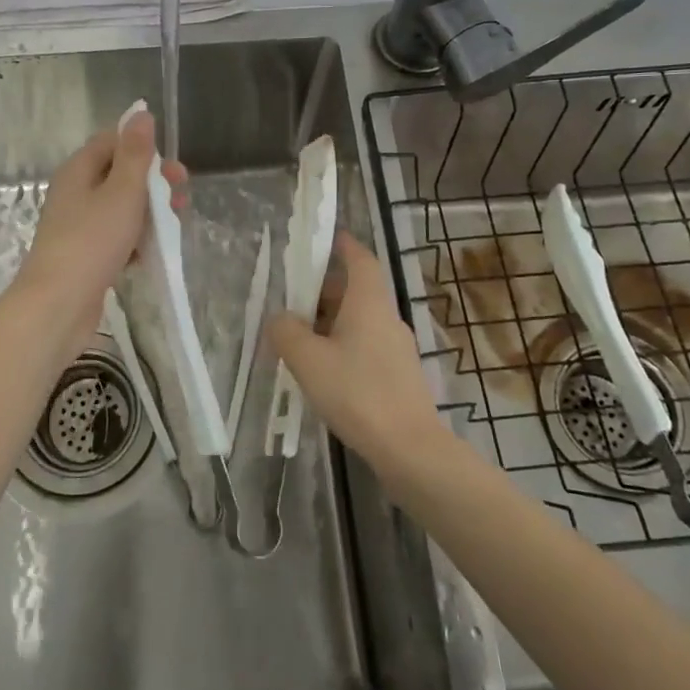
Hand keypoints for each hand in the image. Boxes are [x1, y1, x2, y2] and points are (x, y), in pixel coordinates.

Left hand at [17, 111, 186, 349]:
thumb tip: (141, 113)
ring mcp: (77, 225)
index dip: (143, 148)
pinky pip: (114, 237)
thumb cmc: (92, 242)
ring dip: (148, 213)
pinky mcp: (83, 254)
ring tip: (172, 228)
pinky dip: (134, 240)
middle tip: (180, 200)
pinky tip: (150, 255)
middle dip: (153, 184)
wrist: (58, 305)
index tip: (171, 169)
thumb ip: (135, 154)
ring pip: (119, 208)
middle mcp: (75, 192)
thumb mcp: (122, 192)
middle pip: (119, 175)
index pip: (112, 141)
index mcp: (79, 170)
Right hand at [267, 232, 446, 468]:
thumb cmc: (357, 392)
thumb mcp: (308, 360)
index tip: (323, 240)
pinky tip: (323, 372)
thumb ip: (286, 332)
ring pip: (359, 321)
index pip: (360, 259)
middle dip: (324, 291)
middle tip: (292, 301)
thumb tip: (280, 318)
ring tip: (300, 340)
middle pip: (356, 291)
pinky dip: (342, 346)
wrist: (409, 448)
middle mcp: (387, 318)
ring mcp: (397, 348)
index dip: (343, 246)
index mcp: (369, 302)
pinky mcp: (398, 376)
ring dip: (331, 322)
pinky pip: (365, 346)